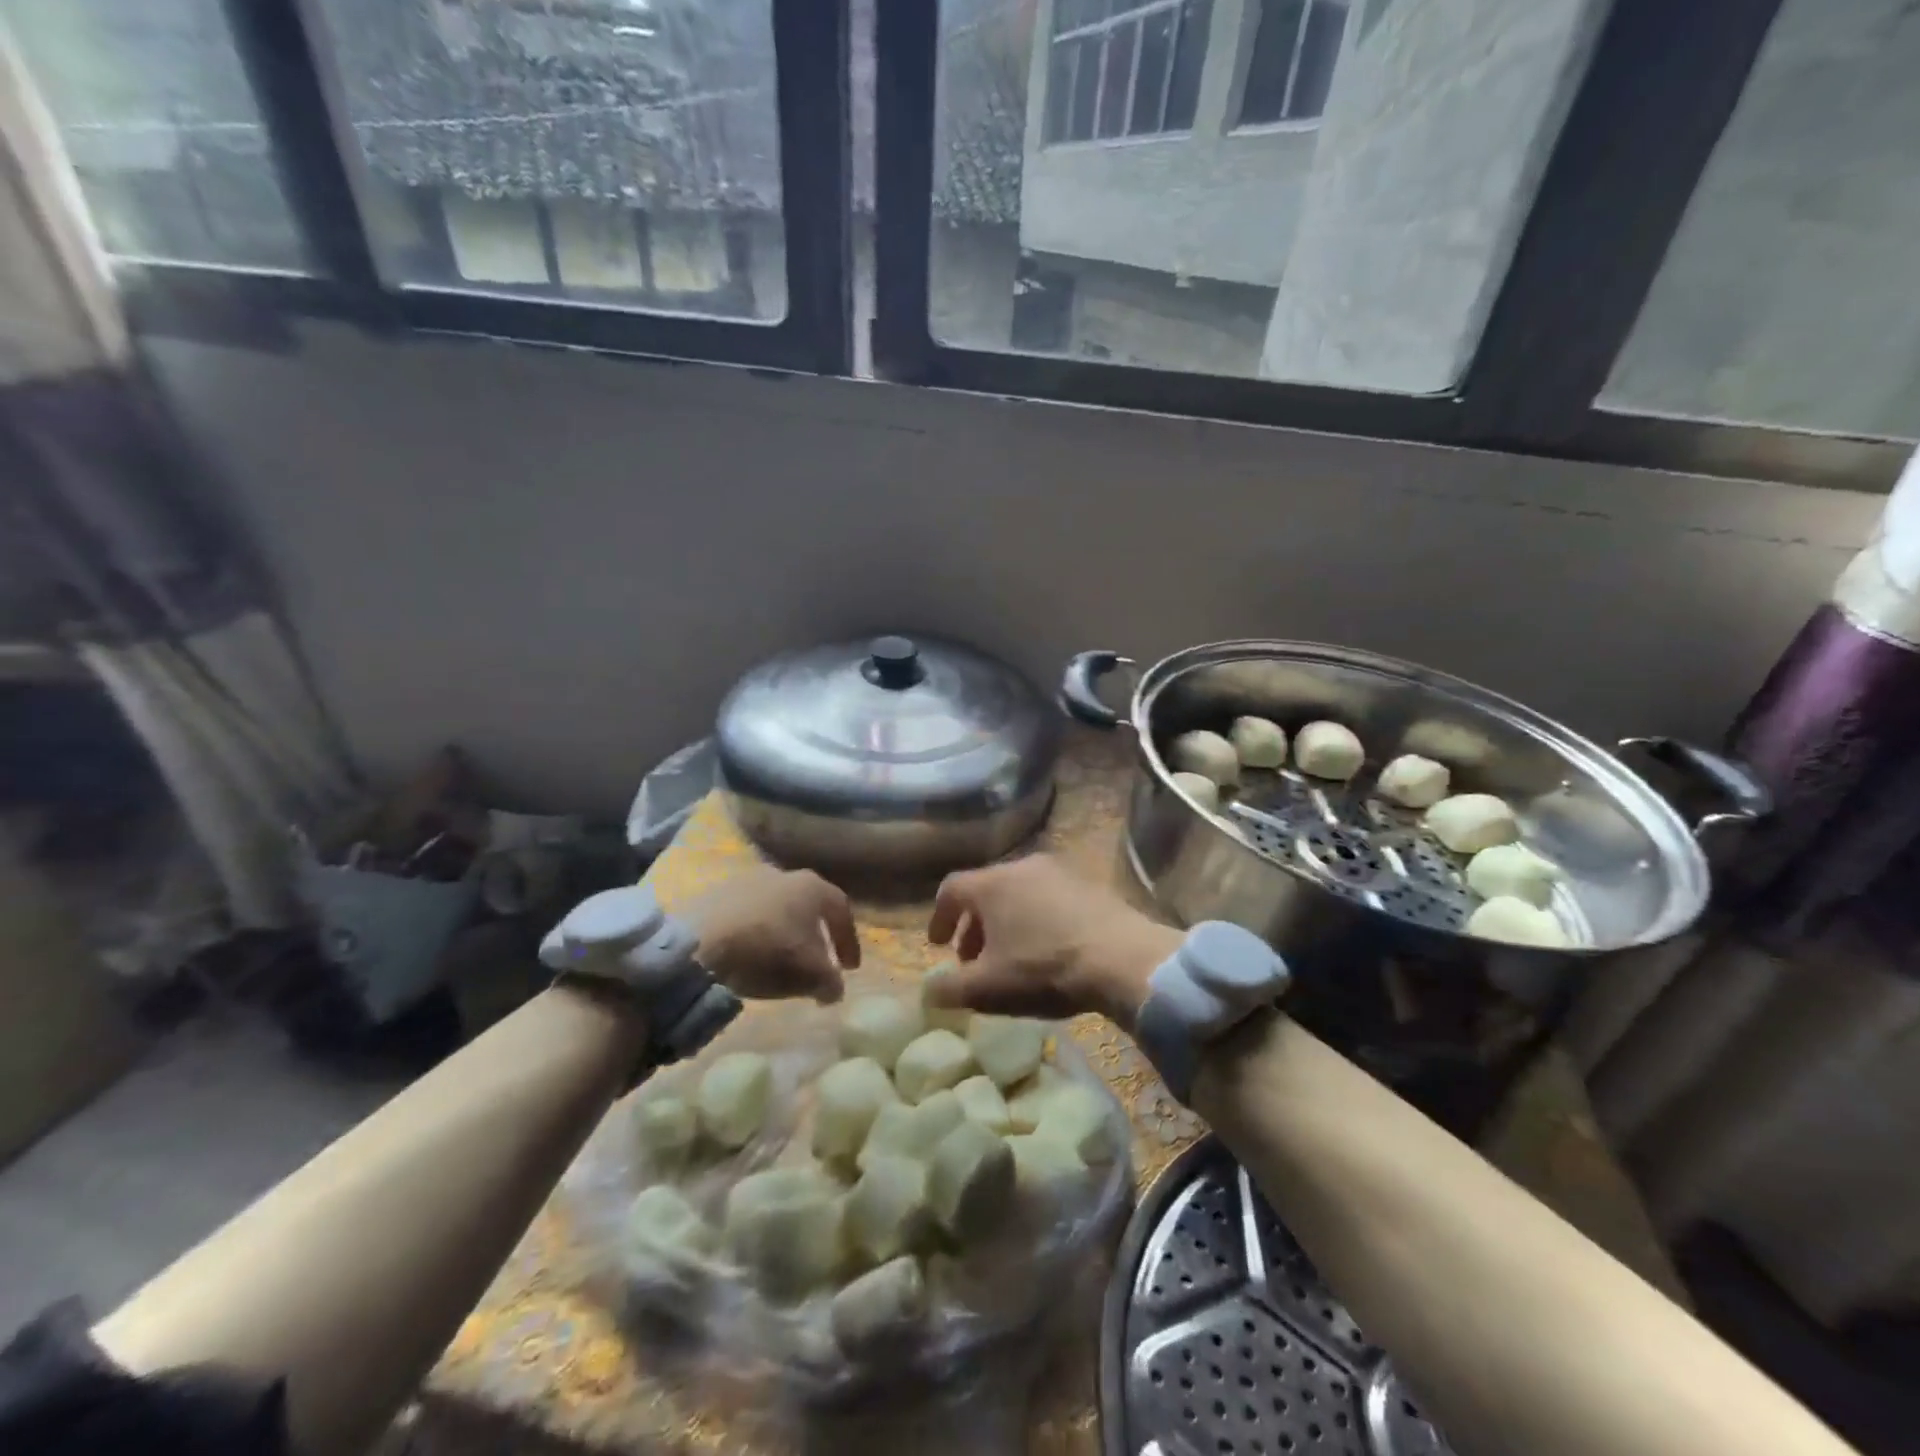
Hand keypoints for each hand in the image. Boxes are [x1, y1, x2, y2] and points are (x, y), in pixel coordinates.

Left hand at [682, 867, 859, 1003]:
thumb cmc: (768, 952)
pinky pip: (746, 915)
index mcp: (811, 886)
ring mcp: (745, 880)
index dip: (849, 941)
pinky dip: (754, 933)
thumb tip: (834, 990)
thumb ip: (831, 982)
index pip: (841, 910)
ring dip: (782, 933)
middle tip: (817, 962)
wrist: (700, 945)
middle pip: (807, 906)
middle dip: (815, 935)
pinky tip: (748, 955)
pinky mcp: (715, 894)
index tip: (850, 968)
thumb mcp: (811, 975)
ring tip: (779, 961)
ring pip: (775, 908)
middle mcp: (782, 874)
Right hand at [925, 856, 1181, 1028]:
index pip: (951, 889)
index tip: (937, 945)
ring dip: (1007, 923)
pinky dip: (1037, 919)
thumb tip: (928, 991)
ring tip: (1012, 957)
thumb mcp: (988, 988)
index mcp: (992, 884)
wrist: (1123, 959)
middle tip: (973, 960)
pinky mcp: (1089, 884)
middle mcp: (1022, 866)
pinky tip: (1049, 950)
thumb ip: (951, 989)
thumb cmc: (1044, 969)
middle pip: (986, 890)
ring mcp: (1059, 872)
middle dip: (974, 925)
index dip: (939, 917)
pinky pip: (1050, 898)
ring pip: (1019, 893)